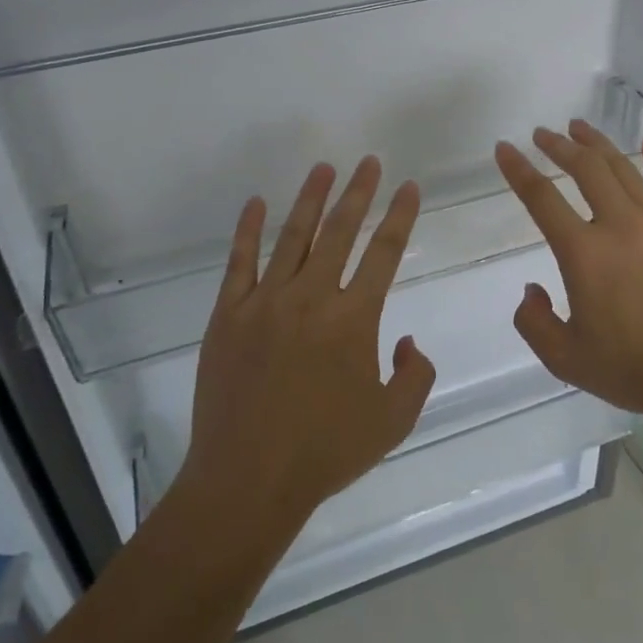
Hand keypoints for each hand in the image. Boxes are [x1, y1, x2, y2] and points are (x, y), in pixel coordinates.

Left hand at [177, 157, 436, 543]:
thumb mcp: (392, 422)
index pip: (384, 253)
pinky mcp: (228, 314)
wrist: (247, 480)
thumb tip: (408, 341)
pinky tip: (256, 203)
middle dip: (359, 192)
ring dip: (311, 199)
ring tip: (324, 168)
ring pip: (293, 236)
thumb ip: (414, 375)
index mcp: (353, 319)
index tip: (409, 187)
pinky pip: (239, 261)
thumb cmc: (324, 453)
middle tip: (369, 162)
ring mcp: (265, 302)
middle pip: (340, 231)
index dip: (400, 216)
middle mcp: (311, 298)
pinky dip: (248, 229)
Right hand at [494, 122, 642, 419]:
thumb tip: (532, 289)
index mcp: (584, 254)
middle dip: (560, 146)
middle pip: (586, 170)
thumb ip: (534, 322)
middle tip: (544, 133)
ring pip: (626, 170)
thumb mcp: (565, 359)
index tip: (505, 149)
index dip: (518, 170)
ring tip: (581, 128)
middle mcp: (620, 226)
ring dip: (599, 145)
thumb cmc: (635, 369)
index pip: (542, 199)